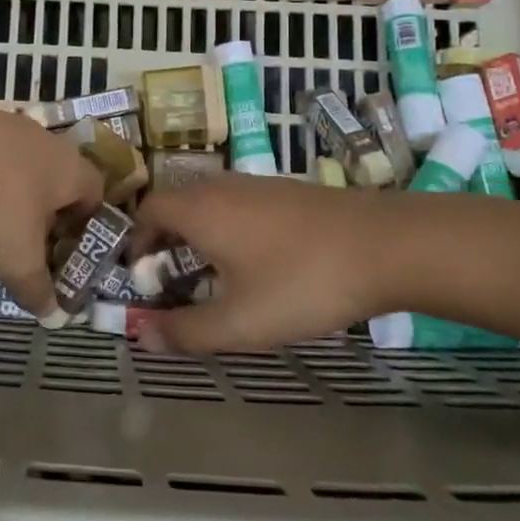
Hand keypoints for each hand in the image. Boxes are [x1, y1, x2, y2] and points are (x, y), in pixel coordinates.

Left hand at [0, 78, 101, 320]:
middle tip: (21, 239)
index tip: (67, 246)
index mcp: (68, 169)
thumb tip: (53, 314)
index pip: (94, 191)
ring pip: (10, 160)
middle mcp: (42, 139)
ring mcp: (0, 121)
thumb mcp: (17, 260)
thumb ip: (36, 287)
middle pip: (52, 174)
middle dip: (39, 207)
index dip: (85, 221)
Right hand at [131, 174, 404, 353]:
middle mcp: (221, 187)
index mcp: (199, 209)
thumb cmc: (301, 282)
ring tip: (210, 276)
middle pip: (176, 204)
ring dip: (197, 235)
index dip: (135, 243)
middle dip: (164, 241)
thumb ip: (185, 331)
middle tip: (170, 281)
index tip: (141, 278)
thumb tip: (142, 336)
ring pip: (209, 204)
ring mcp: (257, 184)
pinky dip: (228, 228)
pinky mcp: (286, 191)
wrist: (384, 245)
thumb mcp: (239, 322)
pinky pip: (238, 205)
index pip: (147, 211)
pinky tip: (255, 262)